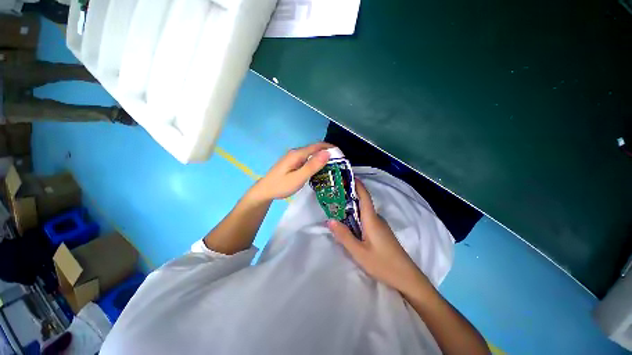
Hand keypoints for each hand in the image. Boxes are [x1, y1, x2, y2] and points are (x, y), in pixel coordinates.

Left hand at [246, 142, 333, 202]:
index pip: (317, 146)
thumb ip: (312, 166)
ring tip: (332, 167)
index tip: (341, 155)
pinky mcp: (293, 163)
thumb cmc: (281, 186)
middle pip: (315, 149)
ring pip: (311, 154)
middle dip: (328, 153)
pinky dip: (316, 162)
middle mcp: (296, 152)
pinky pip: (307, 159)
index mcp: (298, 154)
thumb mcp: (298, 178)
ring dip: (322, 158)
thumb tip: (327, 153)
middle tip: (339, 163)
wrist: (265, 191)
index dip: (330, 148)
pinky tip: (319, 170)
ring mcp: (294, 157)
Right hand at [328, 180, 427, 293]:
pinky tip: (349, 222)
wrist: (407, 278)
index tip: (348, 176)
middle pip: (363, 202)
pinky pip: (367, 219)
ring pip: (364, 211)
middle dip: (350, 195)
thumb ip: (344, 236)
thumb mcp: (359, 252)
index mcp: (372, 219)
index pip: (364, 196)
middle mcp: (377, 218)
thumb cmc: (383, 264)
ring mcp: (380, 225)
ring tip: (337, 206)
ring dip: (352, 206)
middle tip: (334, 193)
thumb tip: (329, 220)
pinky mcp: (381, 232)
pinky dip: (356, 216)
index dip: (357, 184)